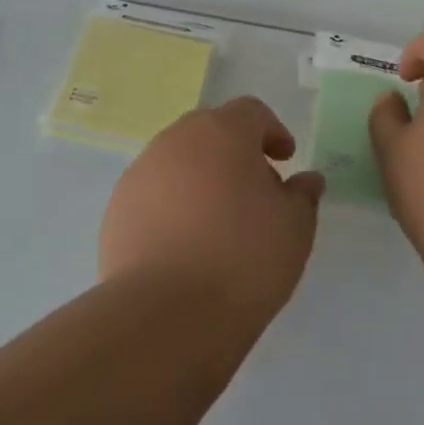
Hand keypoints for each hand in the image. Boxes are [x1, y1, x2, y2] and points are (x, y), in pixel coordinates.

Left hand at [100, 96, 324, 320]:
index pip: (250, 112)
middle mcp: (176, 140)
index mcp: (221, 132)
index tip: (284, 159)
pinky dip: (172, 204)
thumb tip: (305, 180)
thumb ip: (303, 196)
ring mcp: (140, 172)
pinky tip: (185, 243)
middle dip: (234, 151)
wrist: (166, 313)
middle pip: (210, 131)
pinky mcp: (117, 206)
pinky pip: (154, 192)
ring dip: (200, 177)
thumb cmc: (243, 259)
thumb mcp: (295, 229)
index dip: (272, 131)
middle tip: (254, 189)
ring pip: (178, 160)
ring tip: (218, 221)